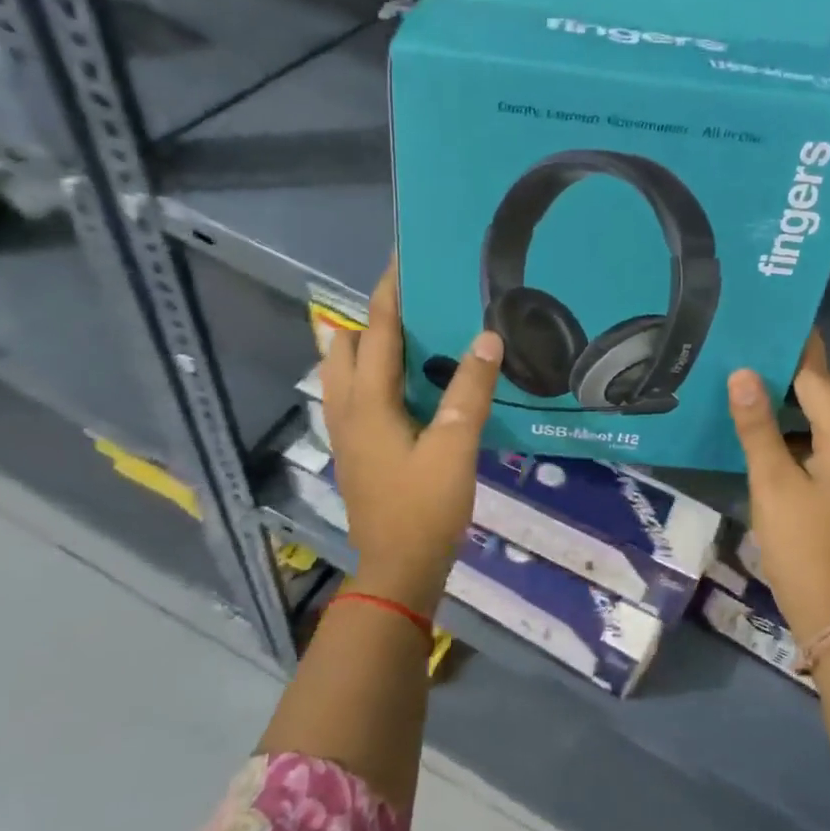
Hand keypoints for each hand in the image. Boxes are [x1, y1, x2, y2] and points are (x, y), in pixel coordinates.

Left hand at [320, 257, 503, 616]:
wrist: (398, 570)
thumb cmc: (425, 508)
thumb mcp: (456, 447)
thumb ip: (469, 391)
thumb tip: (487, 337)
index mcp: (368, 403)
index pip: (375, 332)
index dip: (387, 293)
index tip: (401, 260)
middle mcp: (348, 410)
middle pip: (343, 347)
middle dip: (368, 317)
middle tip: (409, 302)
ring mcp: (347, 432)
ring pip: (342, 372)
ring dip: (364, 345)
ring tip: (406, 335)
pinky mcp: (356, 449)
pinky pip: (353, 394)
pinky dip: (370, 373)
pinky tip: (404, 382)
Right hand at [727, 329, 829, 644]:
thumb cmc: (802, 543)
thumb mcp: (771, 482)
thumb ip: (757, 425)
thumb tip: (743, 372)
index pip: (821, 379)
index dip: (799, 350)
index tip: (777, 320)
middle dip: (807, 370)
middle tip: (763, 354)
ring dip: (808, 399)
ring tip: (764, 386)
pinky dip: (809, 426)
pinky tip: (776, 433)